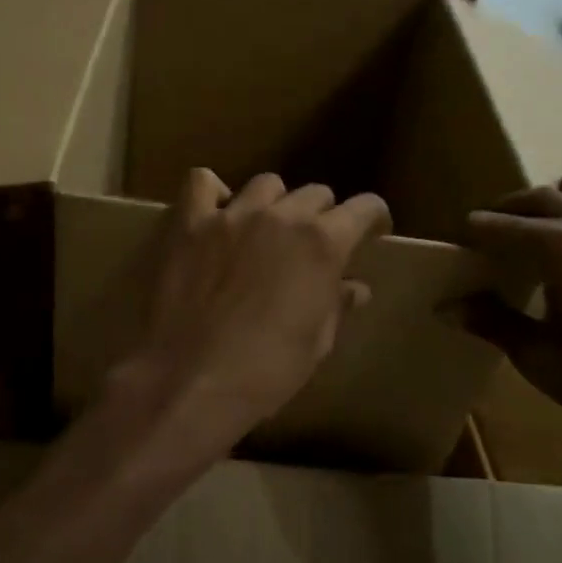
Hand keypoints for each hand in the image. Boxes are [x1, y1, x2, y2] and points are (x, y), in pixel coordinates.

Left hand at [105, 169, 390, 473]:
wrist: (190, 380)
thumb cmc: (264, 372)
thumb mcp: (315, 345)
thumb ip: (335, 306)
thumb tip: (354, 288)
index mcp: (322, 244)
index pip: (364, 207)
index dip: (372, 218)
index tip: (372, 232)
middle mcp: (280, 216)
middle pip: (314, 193)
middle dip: (321, 215)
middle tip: (311, 245)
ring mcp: (231, 215)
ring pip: (265, 184)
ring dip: (274, 203)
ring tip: (265, 230)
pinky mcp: (189, 223)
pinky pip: (201, 182)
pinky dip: (212, 193)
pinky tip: (215, 215)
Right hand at [458, 180, 561, 454]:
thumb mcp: (540, 356)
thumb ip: (492, 324)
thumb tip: (444, 307)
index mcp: (559, 249)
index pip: (503, 226)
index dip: (474, 232)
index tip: (451, 243)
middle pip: (538, 199)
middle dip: (504, 209)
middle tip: (479, 231)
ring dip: (540, 205)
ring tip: (520, 225)